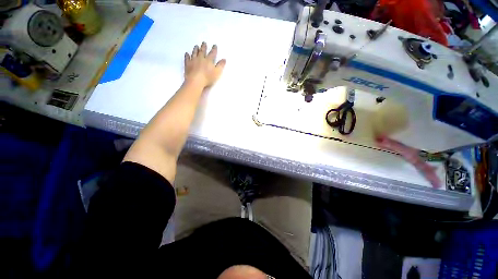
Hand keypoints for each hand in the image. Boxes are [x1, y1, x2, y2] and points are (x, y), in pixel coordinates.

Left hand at [184, 42, 225, 88]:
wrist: (196, 81)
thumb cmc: (208, 78)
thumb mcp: (217, 72)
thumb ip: (220, 66)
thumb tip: (224, 59)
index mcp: (209, 60)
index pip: (212, 53)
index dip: (214, 49)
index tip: (215, 45)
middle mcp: (201, 58)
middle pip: (202, 51)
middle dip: (204, 47)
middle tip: (204, 42)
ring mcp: (193, 60)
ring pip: (194, 53)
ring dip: (196, 49)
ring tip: (196, 46)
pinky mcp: (187, 64)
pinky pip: (187, 58)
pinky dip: (187, 55)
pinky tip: (187, 53)